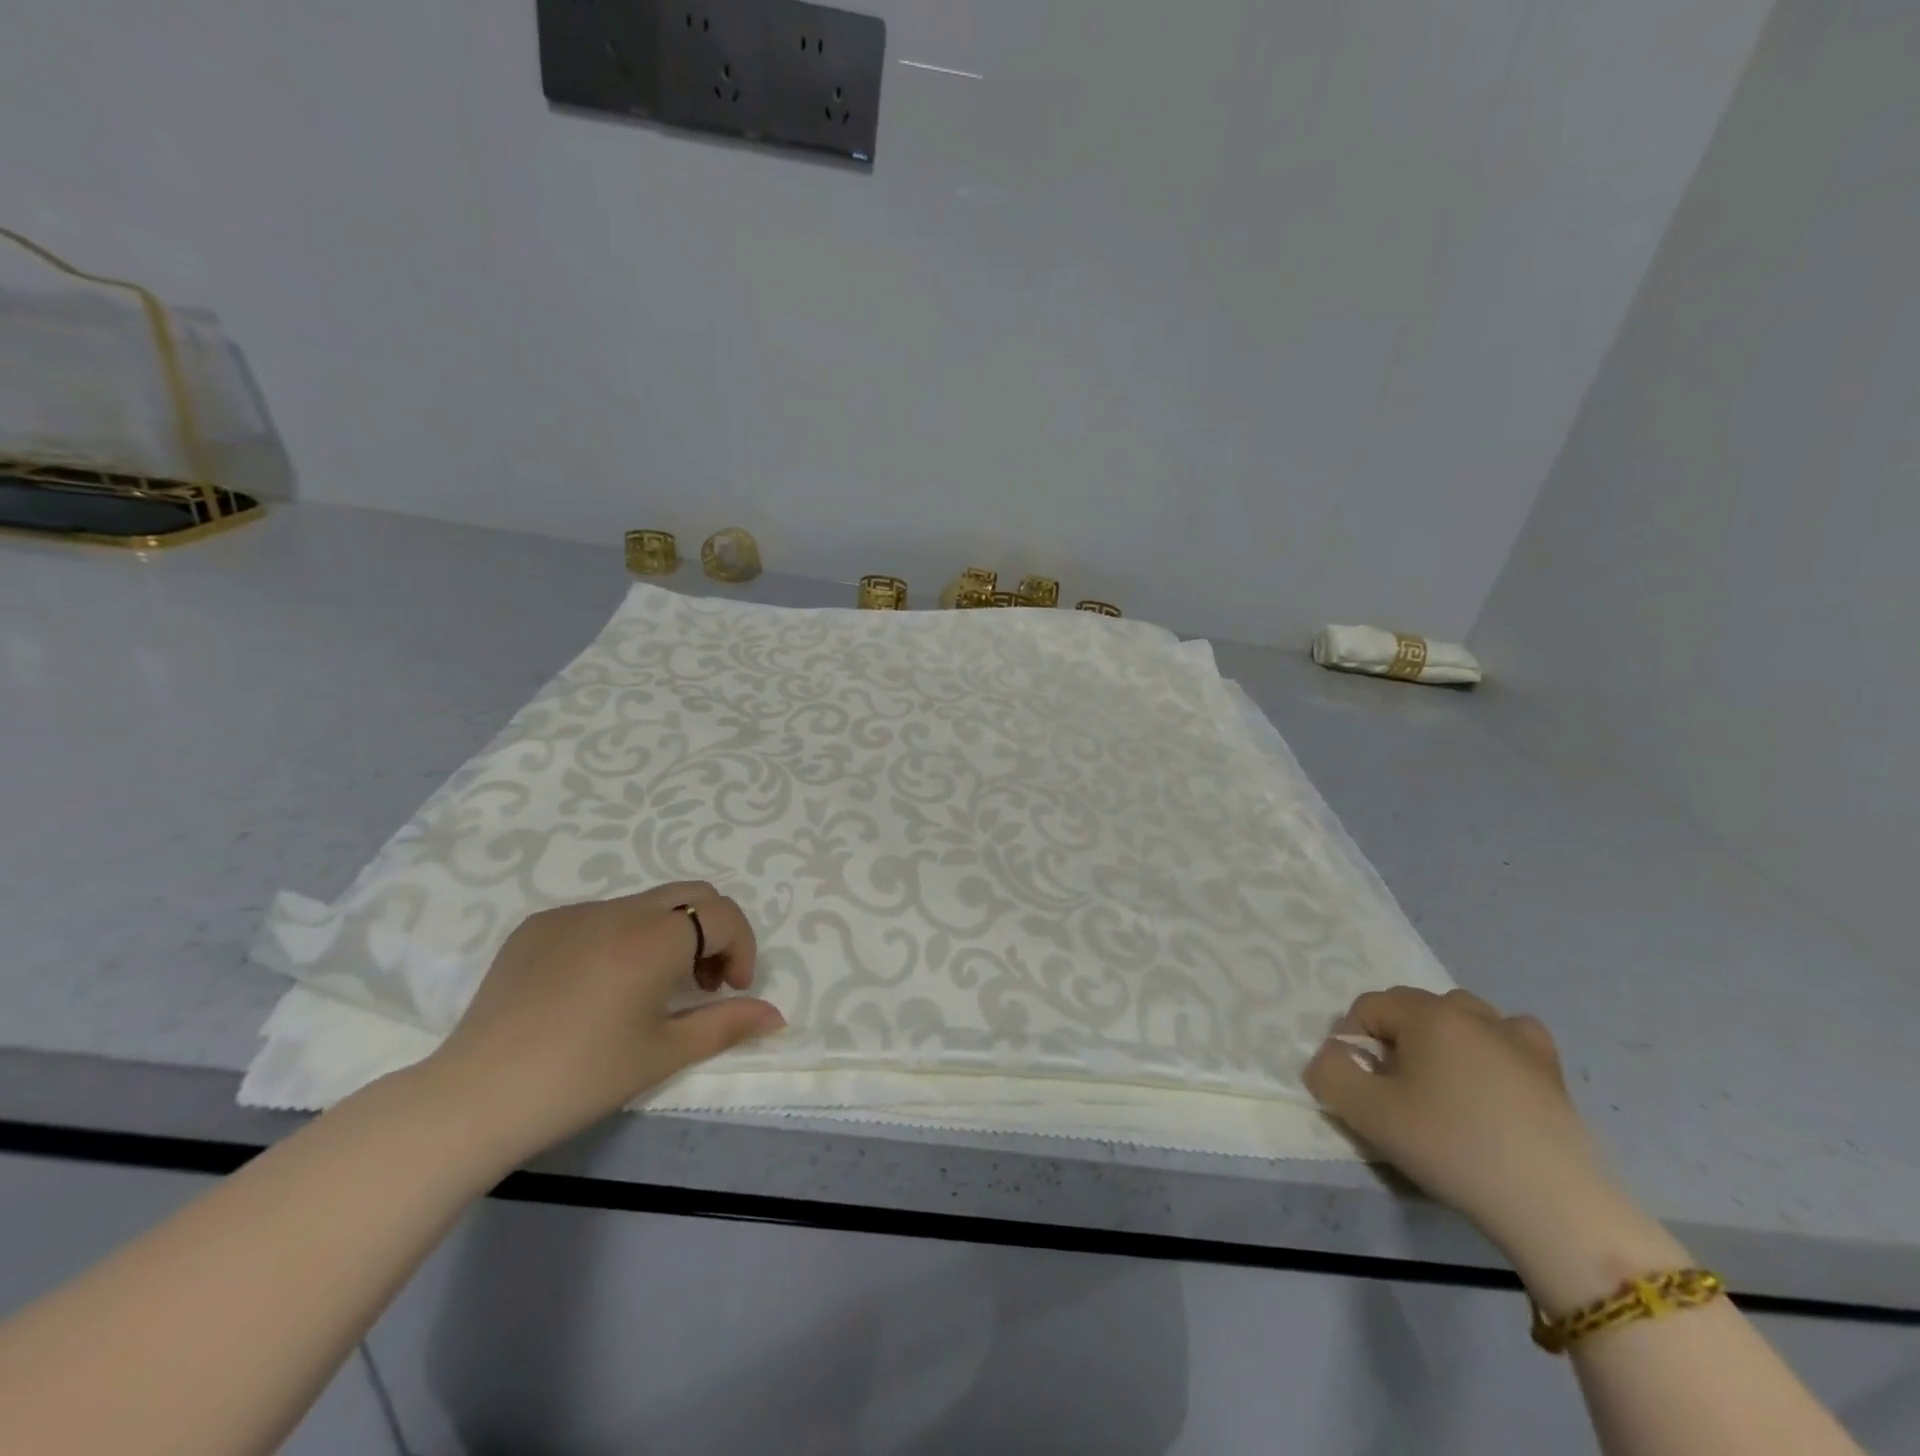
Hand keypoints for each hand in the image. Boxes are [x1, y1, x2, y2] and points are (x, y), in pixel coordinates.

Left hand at [423, 883, 785, 1165]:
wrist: (474, 1098)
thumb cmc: (582, 1078)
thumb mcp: (664, 1053)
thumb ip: (727, 1024)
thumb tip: (775, 1014)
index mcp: (655, 937)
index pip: (722, 916)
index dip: (742, 948)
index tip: (733, 990)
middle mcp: (619, 910)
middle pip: (691, 894)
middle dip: (713, 931)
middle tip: (704, 983)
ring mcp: (573, 913)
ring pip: (645, 904)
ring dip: (668, 934)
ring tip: (651, 988)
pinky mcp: (538, 925)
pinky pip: (599, 916)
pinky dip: (621, 938)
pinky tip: (596, 988)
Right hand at [1304, 987, 1621, 1261]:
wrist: (1556, 1208)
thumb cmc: (1453, 1148)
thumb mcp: (1368, 1113)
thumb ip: (1330, 1073)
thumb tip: (1332, 1058)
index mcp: (1427, 1013)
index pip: (1367, 1007)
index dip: (1351, 1042)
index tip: (1360, 1087)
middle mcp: (1471, 1012)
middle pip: (1411, 1008)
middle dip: (1392, 1041)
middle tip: (1395, 1092)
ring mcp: (1517, 1038)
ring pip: (1459, 1018)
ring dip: (1439, 1041)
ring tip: (1440, 1088)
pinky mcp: (1551, 1070)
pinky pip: (1509, 1038)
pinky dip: (1491, 1049)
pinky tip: (1491, 1081)